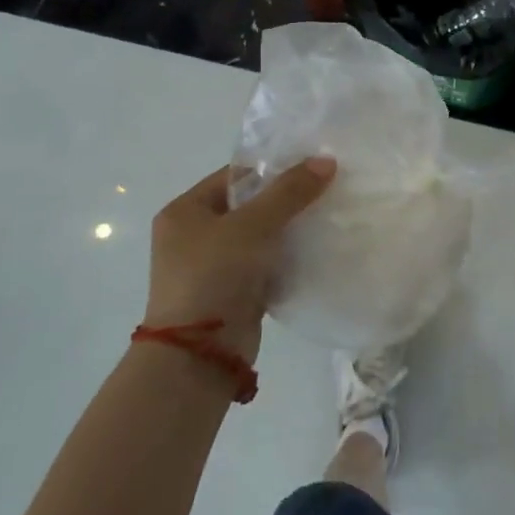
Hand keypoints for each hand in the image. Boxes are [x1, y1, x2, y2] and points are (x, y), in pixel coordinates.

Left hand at [143, 158, 335, 359]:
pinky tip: (317, 250)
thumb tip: (326, 160)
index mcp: (185, 211)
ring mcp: (213, 266)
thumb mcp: (252, 225)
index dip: (273, 169)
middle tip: (327, 190)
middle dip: (286, 200)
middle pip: (249, 205)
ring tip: (328, 217)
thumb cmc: (214, 275)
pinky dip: (287, 259)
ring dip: (290, 230)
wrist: (200, 353)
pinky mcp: (234, 291)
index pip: (234, 176)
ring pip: (260, 236)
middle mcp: (194, 235)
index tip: (313, 167)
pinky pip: (266, 264)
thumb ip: (289, 192)